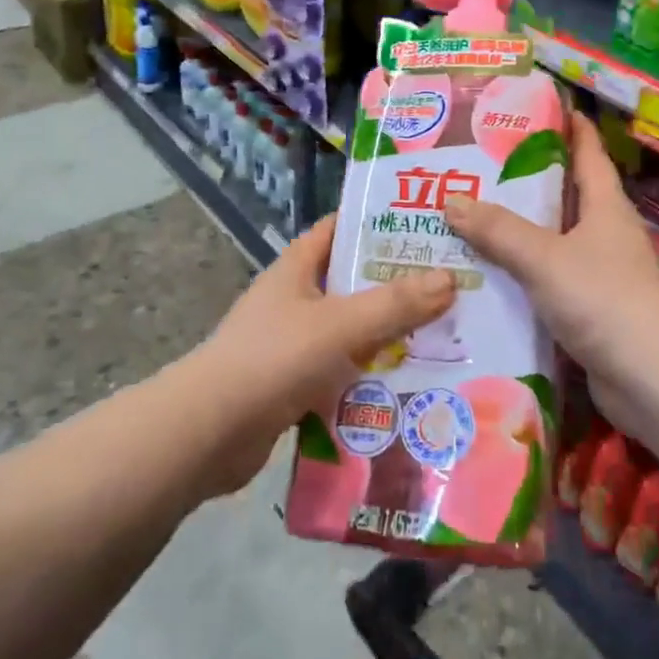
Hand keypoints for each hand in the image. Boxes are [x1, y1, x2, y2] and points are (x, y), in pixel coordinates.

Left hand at [193, 216, 456, 496]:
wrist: (208, 435)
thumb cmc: (273, 359)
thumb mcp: (339, 324)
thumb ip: (394, 304)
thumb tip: (449, 278)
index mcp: (297, 267)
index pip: (340, 228)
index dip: (379, 223)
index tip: (426, 226)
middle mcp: (295, 299)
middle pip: (354, 282)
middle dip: (397, 285)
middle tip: (450, 285)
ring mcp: (293, 343)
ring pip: (352, 330)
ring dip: (389, 335)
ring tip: (443, 335)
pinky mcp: (295, 385)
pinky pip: (343, 372)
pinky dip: (370, 376)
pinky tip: (410, 385)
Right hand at [444, 113, 658, 380]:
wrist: (650, 378)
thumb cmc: (603, 299)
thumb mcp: (545, 257)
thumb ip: (498, 230)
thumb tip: (451, 200)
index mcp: (605, 204)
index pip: (587, 151)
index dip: (567, 125)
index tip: (535, 105)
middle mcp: (605, 231)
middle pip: (564, 193)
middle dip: (526, 178)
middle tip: (477, 163)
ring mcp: (600, 271)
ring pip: (553, 238)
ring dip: (518, 229)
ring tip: (469, 214)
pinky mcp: (590, 307)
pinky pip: (548, 277)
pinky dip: (522, 272)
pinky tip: (487, 273)